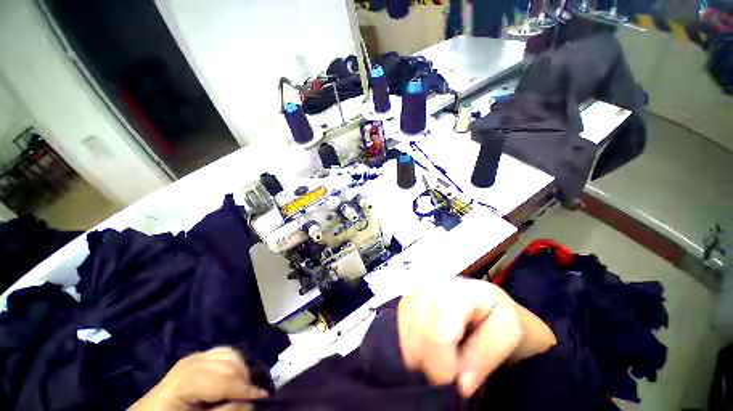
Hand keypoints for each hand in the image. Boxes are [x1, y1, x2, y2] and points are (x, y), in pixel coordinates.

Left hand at [130, 347, 267, 410]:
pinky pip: (222, 352)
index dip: (245, 389)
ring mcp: (193, 357)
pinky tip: (234, 374)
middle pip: (228, 364)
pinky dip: (233, 361)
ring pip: (229, 353)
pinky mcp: (196, 356)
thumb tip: (249, 400)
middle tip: (252, 394)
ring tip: (244, 385)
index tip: (262, 396)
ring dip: (241, 369)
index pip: (223, 381)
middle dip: (244, 378)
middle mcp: (190, 363)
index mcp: (184, 382)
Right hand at [397, 278, 554, 397]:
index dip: (444, 367)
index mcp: (456, 291)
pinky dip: (414, 347)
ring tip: (444, 356)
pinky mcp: (406, 300)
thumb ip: (485, 356)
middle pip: (420, 336)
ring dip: (424, 356)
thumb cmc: (497, 313)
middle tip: (452, 369)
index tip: (455, 381)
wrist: (482, 298)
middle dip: (434, 363)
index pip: (438, 335)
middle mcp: (428, 286)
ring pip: (407, 336)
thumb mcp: (507, 333)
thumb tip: (460, 384)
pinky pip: (402, 331)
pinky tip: (430, 346)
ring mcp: (414, 292)